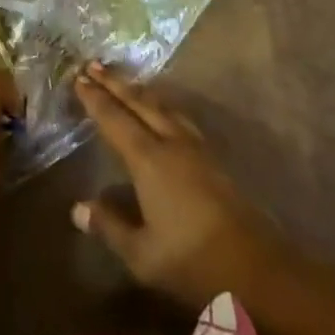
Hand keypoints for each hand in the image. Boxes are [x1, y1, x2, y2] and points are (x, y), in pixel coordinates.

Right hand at [71, 63, 285, 311]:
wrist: (257, 270)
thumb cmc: (192, 262)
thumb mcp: (142, 254)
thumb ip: (110, 227)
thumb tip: (78, 207)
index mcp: (148, 159)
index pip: (115, 119)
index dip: (96, 99)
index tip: (78, 79)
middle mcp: (170, 142)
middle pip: (139, 102)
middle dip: (115, 83)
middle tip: (93, 64)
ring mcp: (196, 147)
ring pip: (162, 106)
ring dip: (139, 90)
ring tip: (125, 80)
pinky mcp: (213, 158)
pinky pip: (178, 117)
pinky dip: (161, 105)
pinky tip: (162, 111)